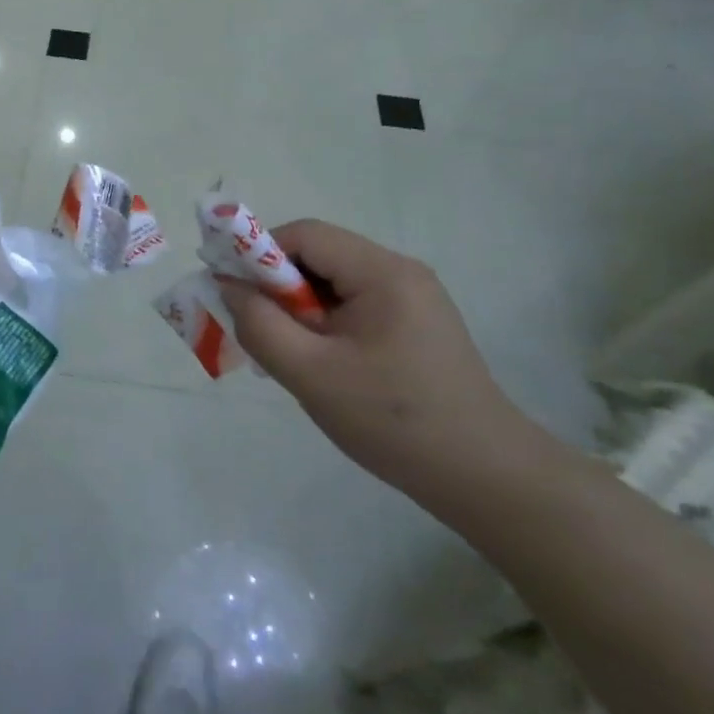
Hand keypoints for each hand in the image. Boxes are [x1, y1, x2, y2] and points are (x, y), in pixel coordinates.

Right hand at [217, 220, 547, 502]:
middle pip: (321, 256)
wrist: (484, 478)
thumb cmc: (392, 421)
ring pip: (335, 283)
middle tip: (258, 330)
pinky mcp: (418, 324)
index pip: (305, 235)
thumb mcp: (310, 374)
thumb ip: (260, 325)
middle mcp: (401, 272)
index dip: (259, 255)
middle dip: (279, 287)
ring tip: (289, 354)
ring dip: (301, 309)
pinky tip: (322, 364)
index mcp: (382, 272)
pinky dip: (326, 324)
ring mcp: (414, 298)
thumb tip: (228, 285)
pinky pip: (355, 306)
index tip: (232, 292)